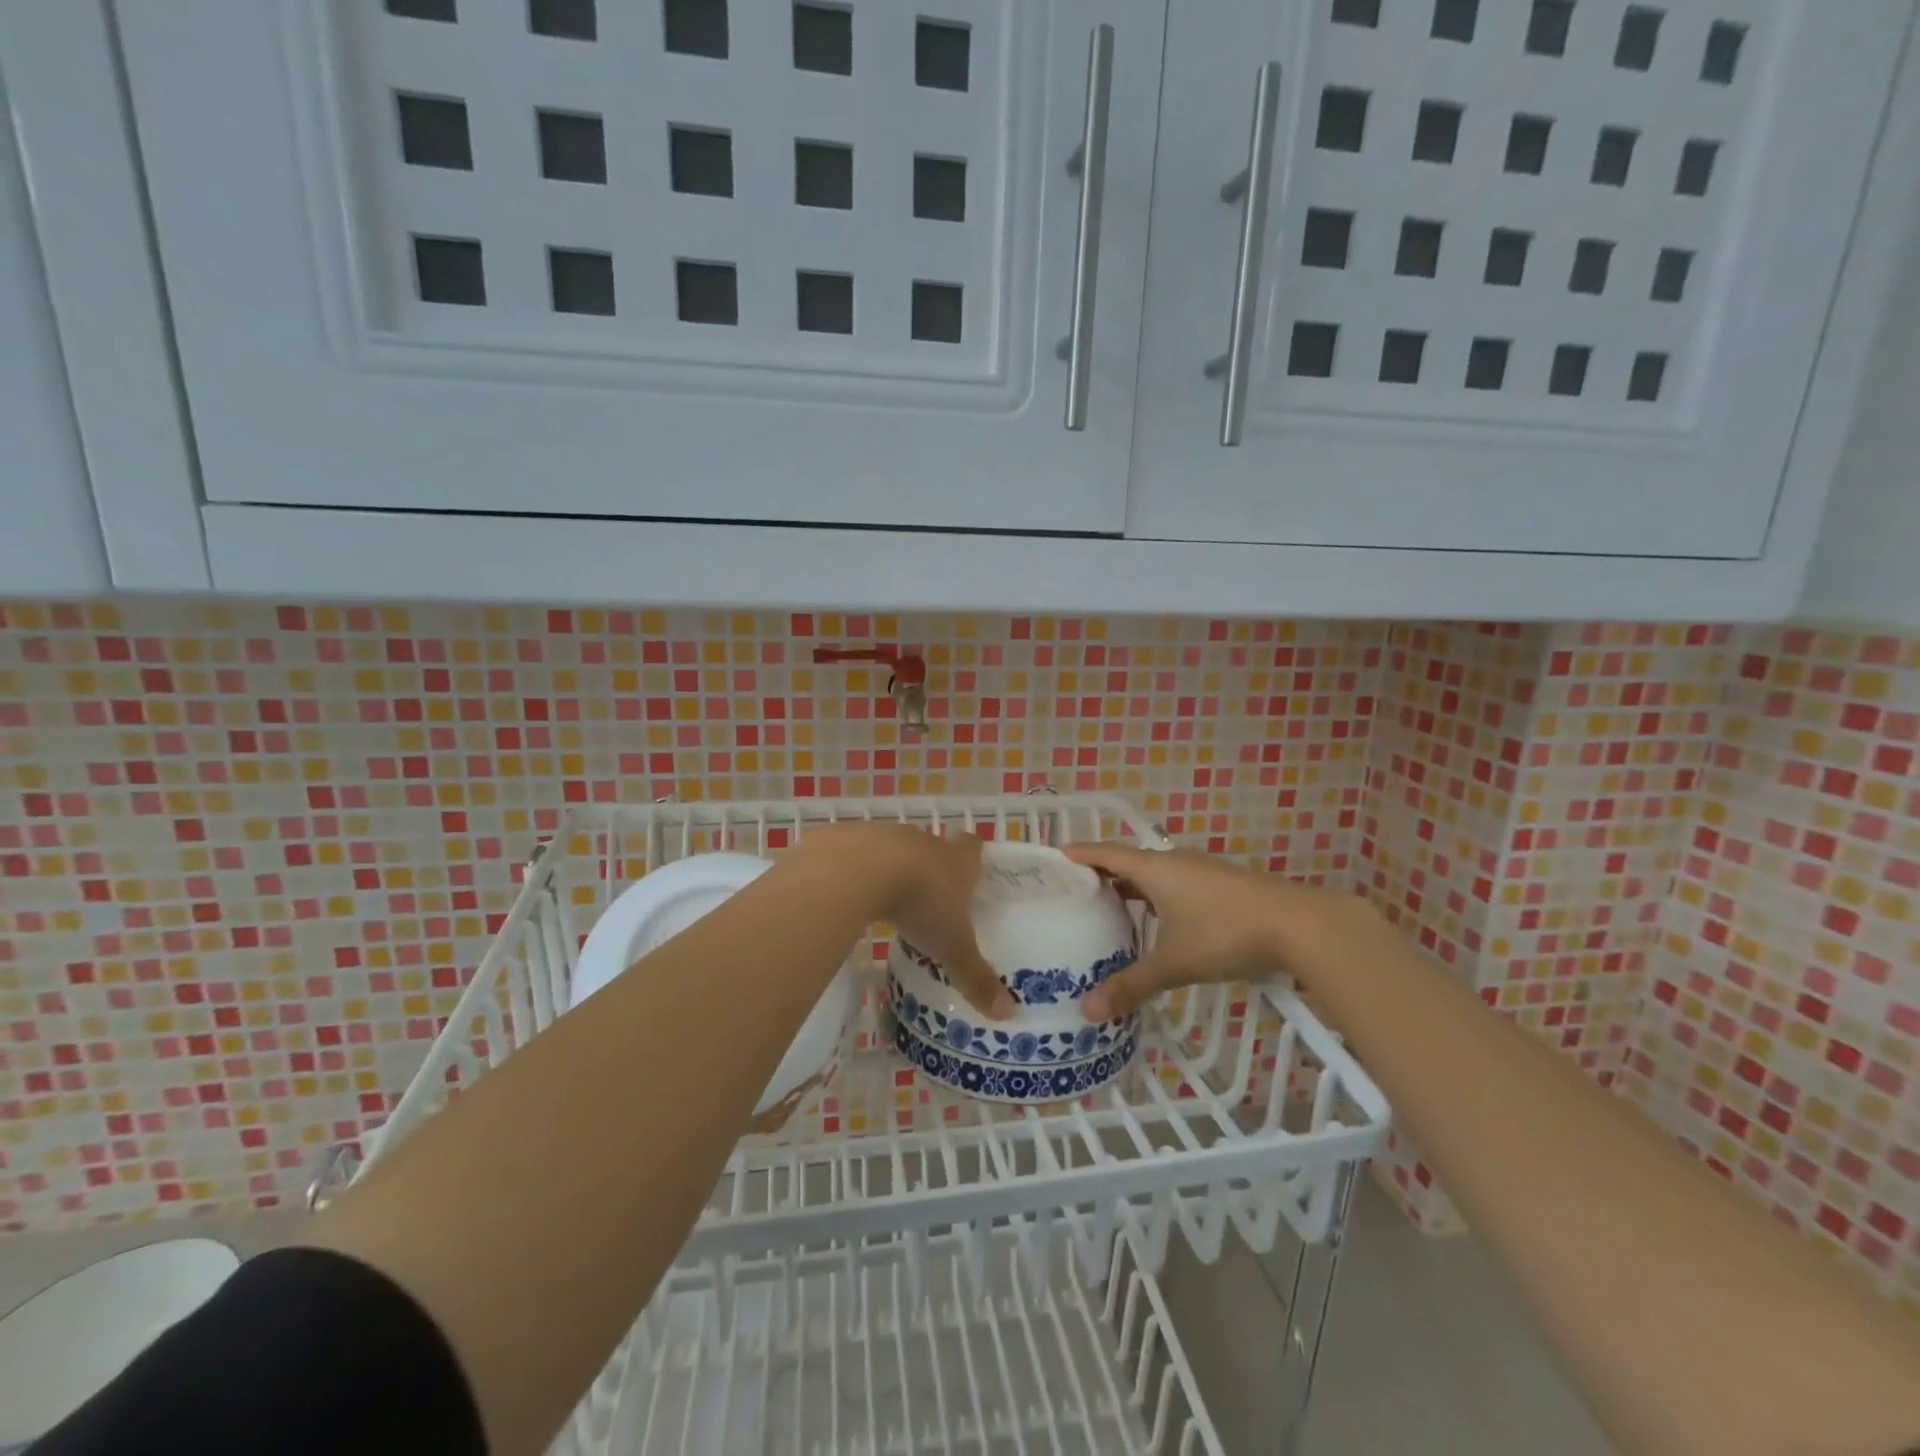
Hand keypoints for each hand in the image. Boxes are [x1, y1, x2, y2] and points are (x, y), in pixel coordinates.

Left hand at [812, 823, 1014, 1020]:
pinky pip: (857, 857)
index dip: (972, 857)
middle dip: (932, 869)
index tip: (970, 874)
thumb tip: (1008, 1012)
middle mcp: (924, 842)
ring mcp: (885, 837)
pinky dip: (858, 875)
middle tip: (930, 900)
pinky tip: (853, 898)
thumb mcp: (951, 946)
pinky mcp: (850, 841)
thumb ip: (975, 976)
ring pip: (895, 851)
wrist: (860, 868)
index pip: (971, 846)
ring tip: (890, 903)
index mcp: (955, 860)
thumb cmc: (920, 902)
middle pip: (933, 848)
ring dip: (893, 871)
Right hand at [1062, 841, 1347, 1019]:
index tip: (1054, 857)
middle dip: (1101, 875)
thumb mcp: (1174, 963)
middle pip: (1128, 862)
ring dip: (1131, 888)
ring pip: (1154, 875)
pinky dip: (1156, 898)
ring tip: (1108, 910)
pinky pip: (1174, 884)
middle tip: (1073, 893)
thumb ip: (1131, 986)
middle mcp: (1174, 863)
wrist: (1300, 925)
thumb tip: (1087, 1011)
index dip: (1079, 854)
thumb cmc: (1226, 933)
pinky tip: (1157, 924)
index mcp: (1154, 869)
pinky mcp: (1221, 885)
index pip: (1106, 852)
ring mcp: (1201, 872)